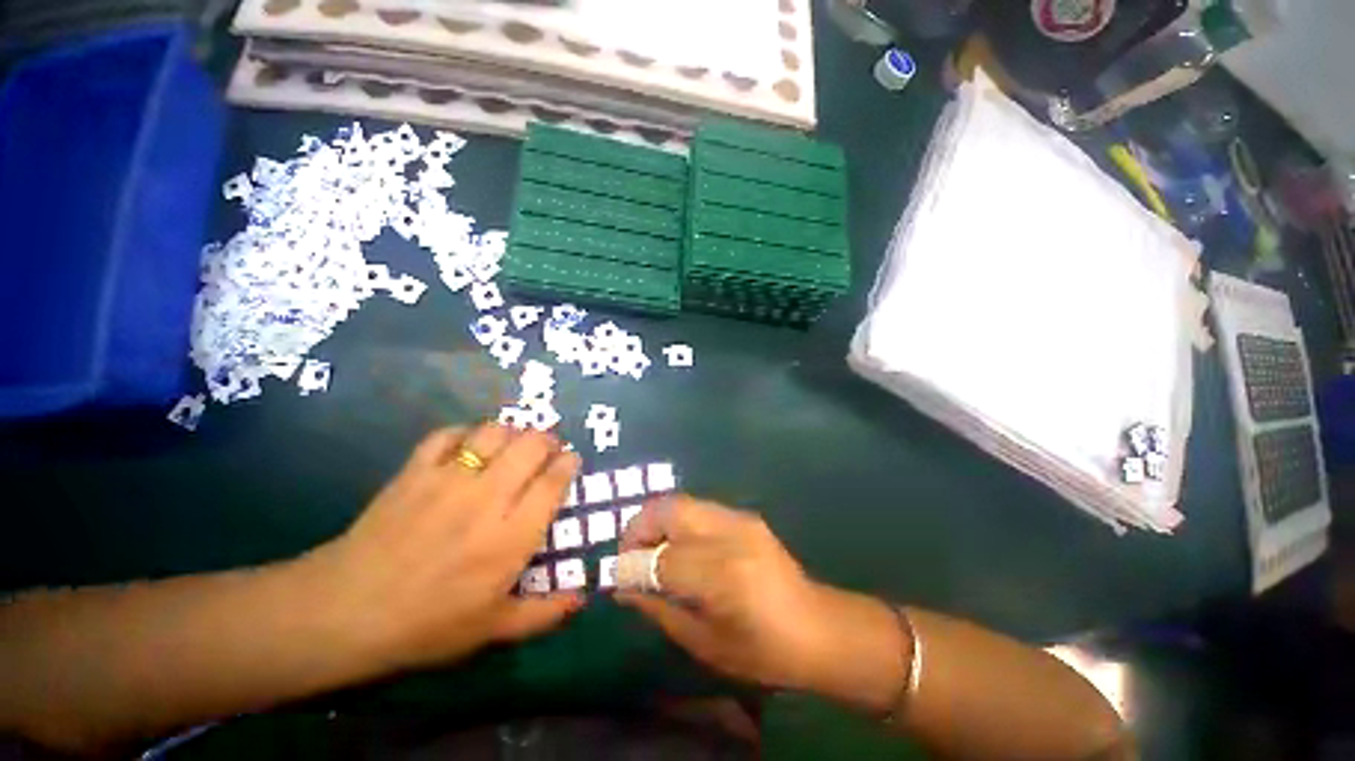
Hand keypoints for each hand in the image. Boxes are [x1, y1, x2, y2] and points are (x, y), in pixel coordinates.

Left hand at [309, 423, 582, 671]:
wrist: (344, 613)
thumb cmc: (425, 625)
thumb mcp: (490, 630)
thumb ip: (542, 614)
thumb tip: (582, 600)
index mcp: (511, 537)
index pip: (553, 482)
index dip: (568, 464)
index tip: (571, 461)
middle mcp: (487, 499)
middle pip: (531, 446)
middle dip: (548, 440)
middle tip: (547, 449)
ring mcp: (448, 480)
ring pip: (494, 433)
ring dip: (512, 432)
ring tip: (513, 443)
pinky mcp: (414, 472)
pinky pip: (447, 435)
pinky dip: (464, 433)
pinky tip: (468, 444)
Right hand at [617, 496, 909, 711]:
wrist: (816, 626)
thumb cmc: (762, 651)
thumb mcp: (704, 643)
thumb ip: (659, 609)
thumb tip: (623, 586)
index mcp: (722, 577)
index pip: (660, 558)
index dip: (631, 565)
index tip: (616, 576)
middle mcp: (729, 536)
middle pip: (667, 510)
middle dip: (638, 527)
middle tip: (630, 553)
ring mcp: (740, 519)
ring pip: (681, 501)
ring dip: (656, 520)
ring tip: (650, 547)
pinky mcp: (746, 515)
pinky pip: (698, 508)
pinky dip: (677, 521)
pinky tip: (679, 544)